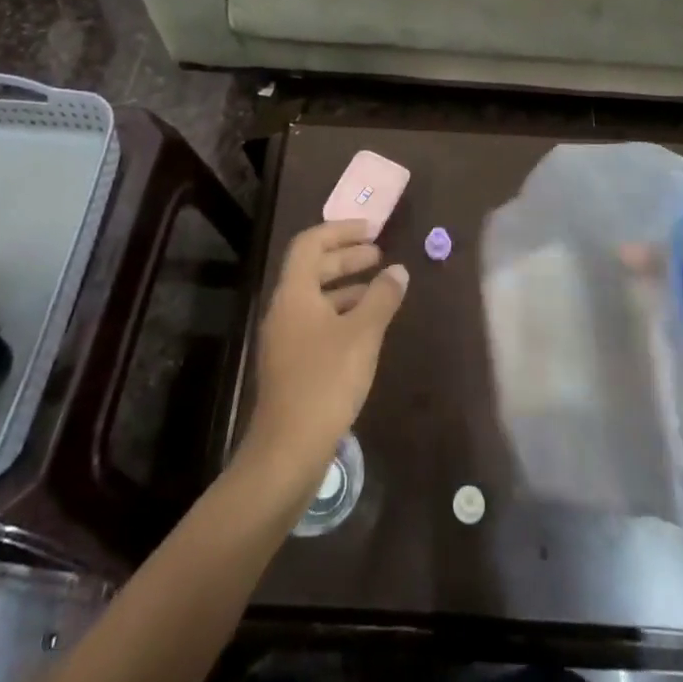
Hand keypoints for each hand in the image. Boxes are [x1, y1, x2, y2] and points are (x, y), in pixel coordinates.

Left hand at [240, 221, 408, 497]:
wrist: (287, 451)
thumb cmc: (325, 381)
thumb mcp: (362, 335)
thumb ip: (381, 298)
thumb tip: (398, 271)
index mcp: (294, 293)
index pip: (311, 243)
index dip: (340, 231)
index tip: (372, 230)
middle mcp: (284, 309)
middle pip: (313, 268)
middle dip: (346, 257)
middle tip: (379, 254)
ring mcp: (285, 338)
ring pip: (316, 297)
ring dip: (346, 286)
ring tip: (380, 288)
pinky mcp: (291, 364)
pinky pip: (317, 322)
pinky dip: (341, 313)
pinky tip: (366, 328)